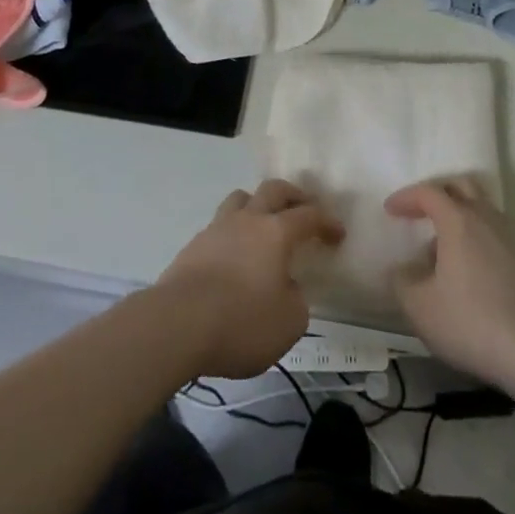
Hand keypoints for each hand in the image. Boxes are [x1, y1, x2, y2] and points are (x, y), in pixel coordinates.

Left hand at [153, 179, 344, 379]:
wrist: (177, 323)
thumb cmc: (241, 321)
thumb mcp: (288, 323)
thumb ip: (296, 301)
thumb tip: (287, 288)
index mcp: (276, 232)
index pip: (309, 215)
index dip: (327, 222)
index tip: (338, 234)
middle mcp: (248, 219)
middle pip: (273, 190)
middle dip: (293, 195)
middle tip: (304, 209)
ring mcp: (216, 229)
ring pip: (241, 199)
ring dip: (257, 205)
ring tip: (264, 226)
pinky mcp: (193, 247)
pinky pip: (220, 227)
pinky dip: (233, 234)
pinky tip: (234, 258)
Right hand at [386, 178, 514, 386]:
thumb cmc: (469, 322)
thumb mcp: (419, 307)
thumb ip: (402, 281)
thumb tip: (401, 269)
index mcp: (458, 220)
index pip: (428, 192)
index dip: (406, 197)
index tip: (390, 210)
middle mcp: (485, 218)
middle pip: (461, 186)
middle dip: (437, 193)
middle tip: (420, 212)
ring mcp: (509, 237)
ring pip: (481, 207)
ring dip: (459, 214)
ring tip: (443, 245)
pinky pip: (494, 231)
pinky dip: (476, 235)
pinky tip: (468, 267)